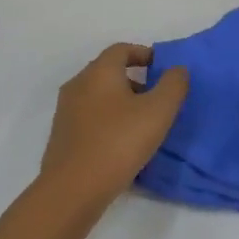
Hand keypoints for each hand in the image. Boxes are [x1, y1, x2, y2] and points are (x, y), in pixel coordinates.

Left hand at [40, 43, 188, 211]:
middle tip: (156, 98)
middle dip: (135, 80)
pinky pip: (89, 118)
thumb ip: (173, 85)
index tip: (162, 68)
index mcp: (99, 71)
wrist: (72, 190)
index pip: (121, 49)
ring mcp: (66, 111)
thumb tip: (177, 69)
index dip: (144, 54)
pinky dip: (107, 121)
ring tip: (142, 124)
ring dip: (121, 103)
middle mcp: (78, 84)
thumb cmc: (118, 142)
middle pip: (108, 71)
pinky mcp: (62, 136)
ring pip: (98, 96)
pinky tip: (121, 144)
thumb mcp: (158, 111)